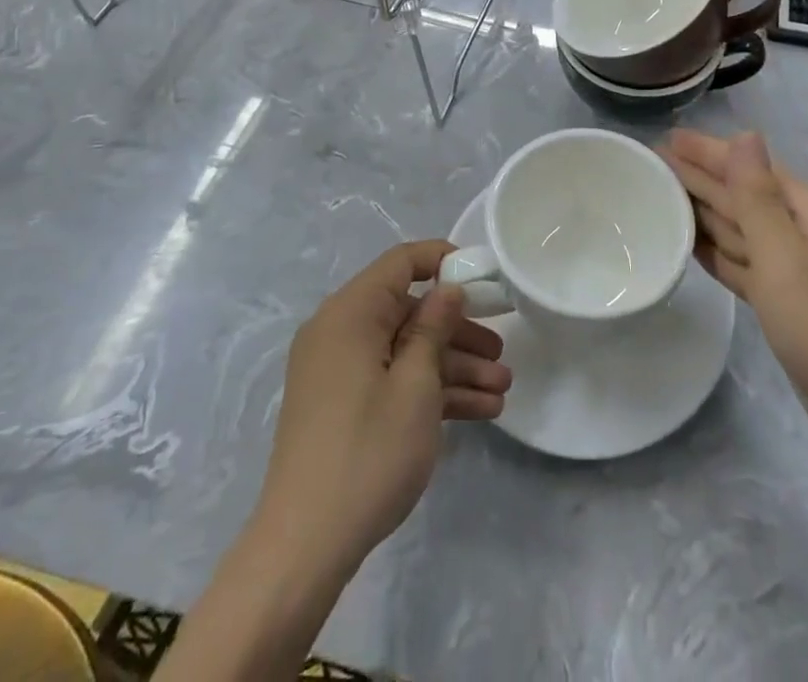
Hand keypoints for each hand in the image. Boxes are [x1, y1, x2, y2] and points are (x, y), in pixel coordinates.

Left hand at [256, 240, 511, 576]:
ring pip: (406, 351)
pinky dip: (430, 391)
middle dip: (459, 332)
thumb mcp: (415, 384)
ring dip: (453, 367)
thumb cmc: (368, 450)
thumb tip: (447, 287)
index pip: (401, 262)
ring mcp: (340, 371)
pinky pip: (392, 380)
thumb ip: (434, 327)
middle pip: (409, 312)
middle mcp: (341, 332)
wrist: (305, 547)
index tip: (485, 279)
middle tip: (501, 350)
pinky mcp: (343, 405)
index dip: (444, 261)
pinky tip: (479, 410)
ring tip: (502, 390)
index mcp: (350, 312)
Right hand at [661, 129, 807, 456]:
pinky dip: (710, 248)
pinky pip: (734, 259)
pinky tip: (685, 242)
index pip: (743, 165)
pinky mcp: (777, 299)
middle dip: (694, 176)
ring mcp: (785, 266)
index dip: (704, 151)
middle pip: (735, 192)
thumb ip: (757, 198)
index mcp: (800, 210)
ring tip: (657, 195)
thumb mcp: (786, 260)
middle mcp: (793, 229)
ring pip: (732, 225)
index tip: (661, 139)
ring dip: (697, 209)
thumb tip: (744, 133)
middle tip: (647, 163)